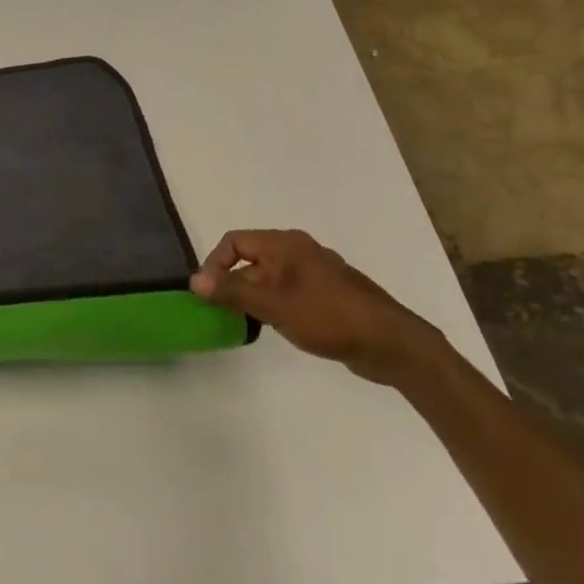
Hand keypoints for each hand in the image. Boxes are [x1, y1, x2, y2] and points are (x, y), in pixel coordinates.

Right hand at [190, 230, 442, 385]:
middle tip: (222, 312)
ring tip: (245, 322)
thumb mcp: (273, 304)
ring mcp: (315, 272)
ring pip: (270, 276)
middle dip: (233, 282)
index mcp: (284, 244)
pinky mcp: (328, 294)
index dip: (215, 263)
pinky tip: (277, 327)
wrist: (389, 342)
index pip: (234, 241)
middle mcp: (298, 250)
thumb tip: (194, 281)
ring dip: (253, 295)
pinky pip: (288, 290)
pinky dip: (274, 303)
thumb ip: (232, 291)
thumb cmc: (327, 316)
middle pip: (251, 258)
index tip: (208, 294)